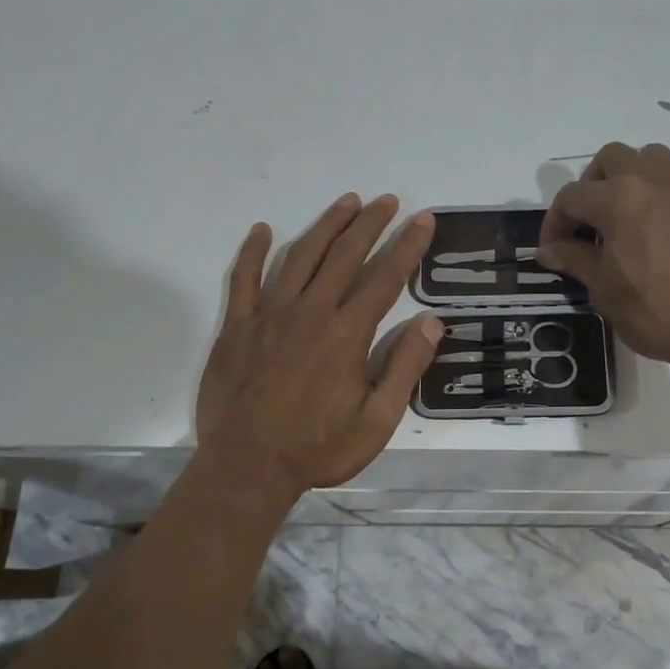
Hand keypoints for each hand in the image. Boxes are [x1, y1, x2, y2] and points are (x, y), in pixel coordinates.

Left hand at [197, 194, 444, 495]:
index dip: (407, 246)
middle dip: (370, 223)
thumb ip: (404, 368)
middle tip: (388, 200)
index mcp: (346, 334)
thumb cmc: (317, 448)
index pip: (384, 277)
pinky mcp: (237, 327)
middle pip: (344, 255)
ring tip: (346, 202)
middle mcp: (310, 312)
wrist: (247, 468)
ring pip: (300, 256)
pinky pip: (244, 279)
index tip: (422, 220)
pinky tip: (262, 230)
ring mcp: (269, 315)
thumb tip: (431, 322)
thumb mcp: (377, 421)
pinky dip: (252, 252)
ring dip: (326, 226)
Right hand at [539, 143, 669, 379]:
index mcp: (620, 200)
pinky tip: (666, 237)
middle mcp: (655, 183)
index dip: (554, 221)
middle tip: (589, 220)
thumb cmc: (657, 313)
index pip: (572, 196)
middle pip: (612, 157)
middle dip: (592, 183)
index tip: (553, 249)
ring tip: (627, 215)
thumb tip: (548, 250)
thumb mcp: (605, 291)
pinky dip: (666, 202)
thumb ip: (575, 260)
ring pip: (654, 159)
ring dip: (632, 177)